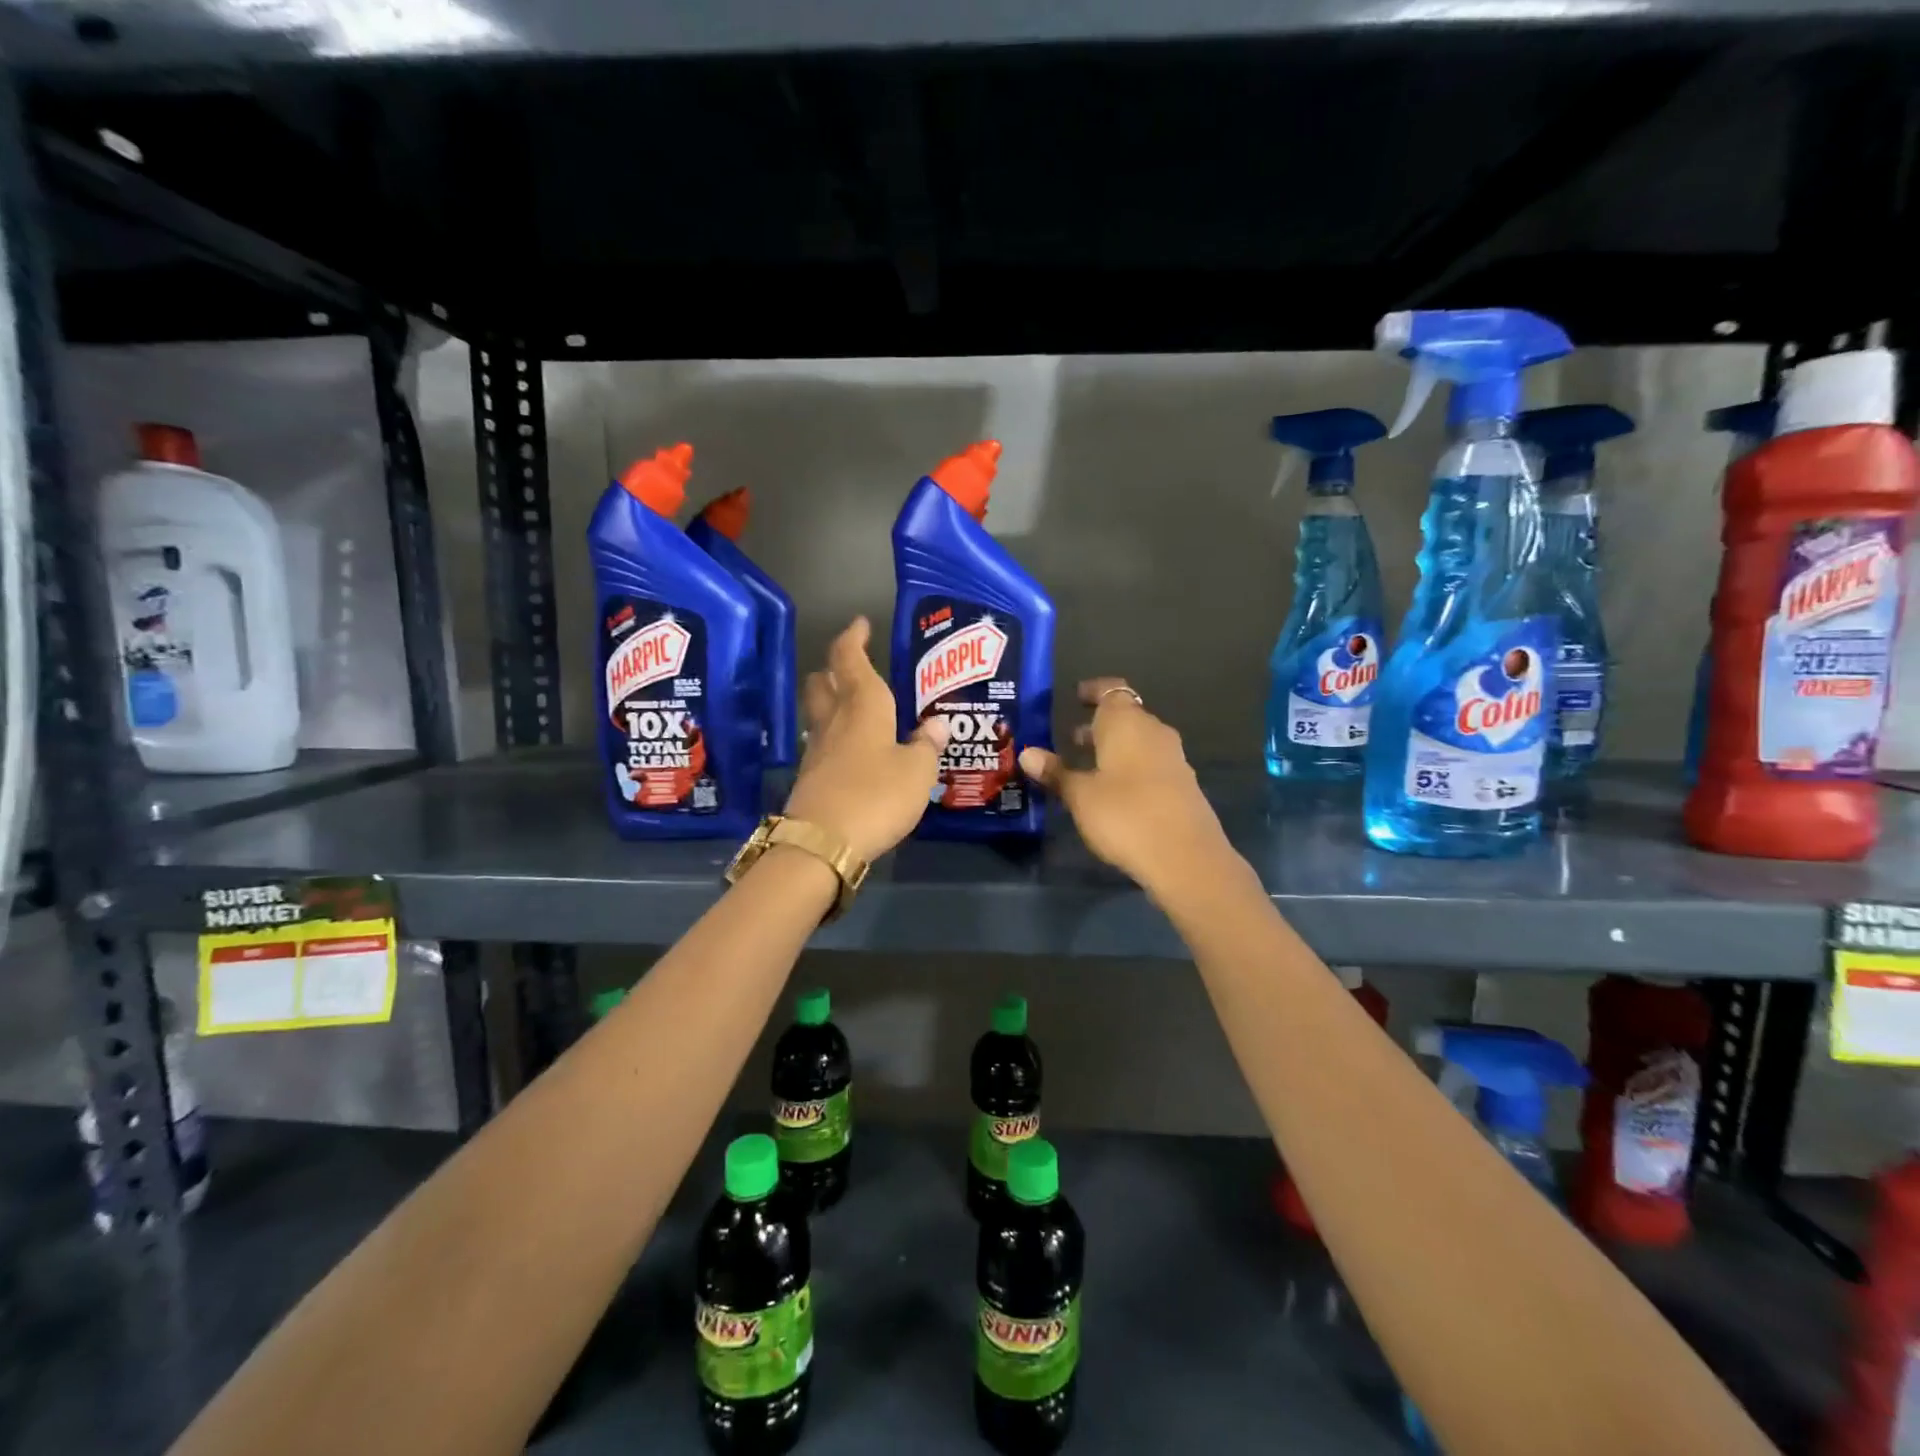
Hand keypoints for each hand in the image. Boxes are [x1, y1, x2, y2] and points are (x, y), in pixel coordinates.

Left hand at [783, 617, 948, 862]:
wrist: (822, 844)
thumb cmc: (876, 795)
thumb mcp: (917, 771)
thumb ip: (927, 745)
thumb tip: (936, 723)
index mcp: (863, 706)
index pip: (850, 658)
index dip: (854, 638)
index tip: (861, 623)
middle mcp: (835, 720)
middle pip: (823, 681)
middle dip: (836, 667)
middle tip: (854, 665)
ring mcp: (817, 749)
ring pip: (819, 711)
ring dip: (832, 701)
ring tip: (856, 705)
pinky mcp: (810, 776)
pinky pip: (822, 741)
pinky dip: (835, 735)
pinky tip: (851, 748)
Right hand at [1019, 679, 1229, 895]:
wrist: (1185, 857)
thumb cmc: (1125, 815)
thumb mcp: (1080, 796)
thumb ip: (1056, 772)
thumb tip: (1028, 753)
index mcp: (1126, 723)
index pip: (1111, 690)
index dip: (1093, 691)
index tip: (1075, 696)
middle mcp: (1153, 731)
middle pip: (1126, 716)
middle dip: (1099, 724)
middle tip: (1071, 737)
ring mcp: (1173, 758)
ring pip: (1139, 740)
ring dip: (1115, 747)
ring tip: (1087, 765)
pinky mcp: (1182, 784)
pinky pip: (1150, 762)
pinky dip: (1130, 766)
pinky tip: (1114, 791)